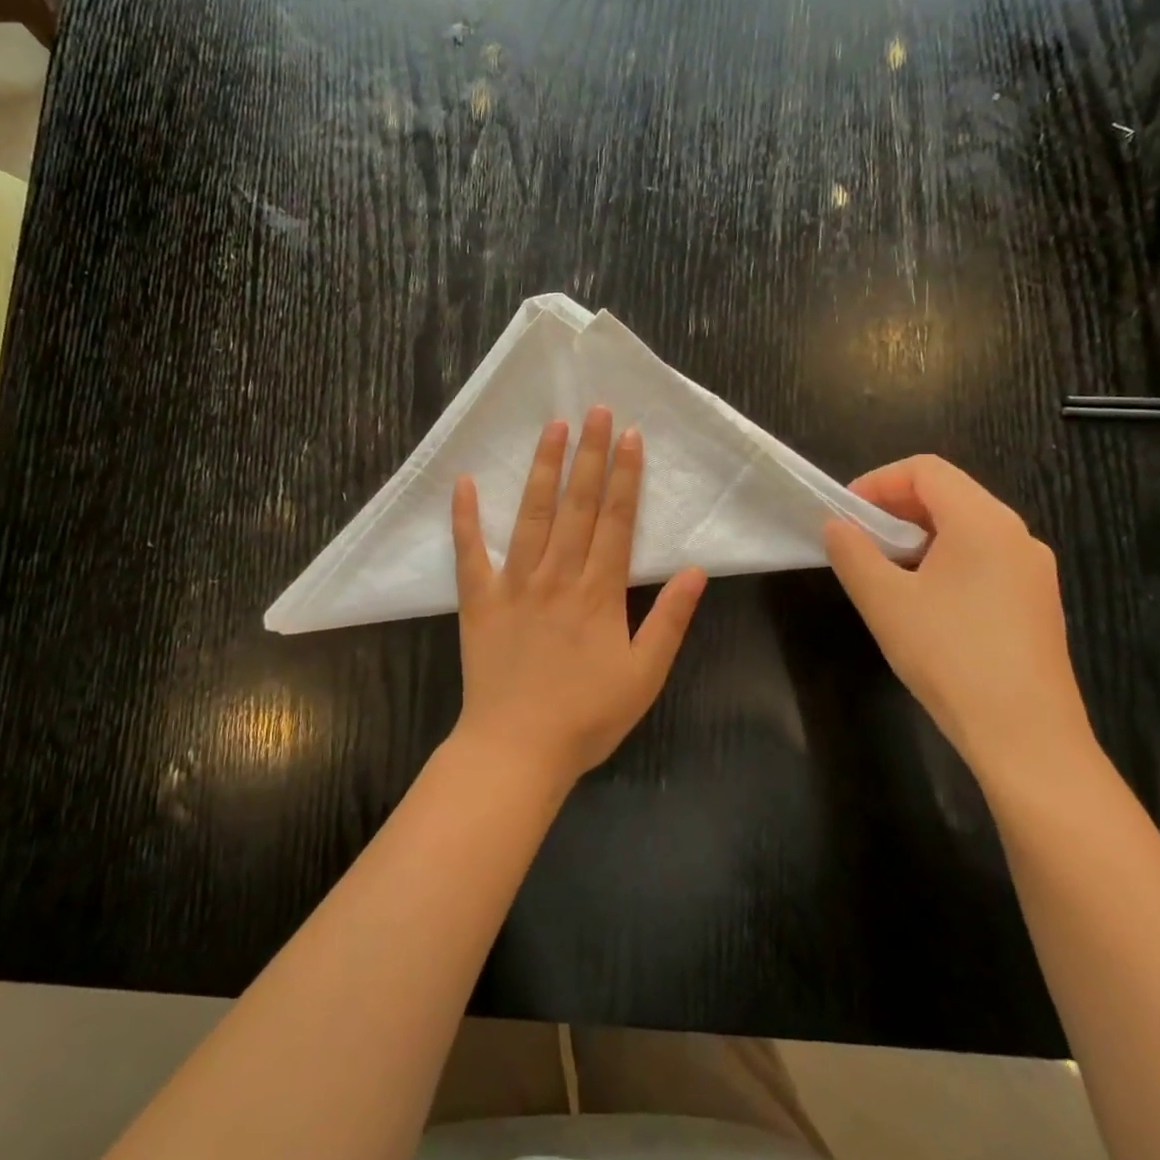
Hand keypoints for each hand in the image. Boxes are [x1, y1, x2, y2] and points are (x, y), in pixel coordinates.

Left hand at [451, 406, 706, 786]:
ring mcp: (514, 584)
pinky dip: (465, 517)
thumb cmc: (586, 716)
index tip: (631, 436)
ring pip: (531, 515)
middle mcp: (557, 575)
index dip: (627, 476)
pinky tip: (463, 482)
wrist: (517, 749)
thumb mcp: (644, 675)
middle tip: (595, 410)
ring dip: (542, 469)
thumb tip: (695, 571)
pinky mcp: (478, 600)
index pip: (618, 520)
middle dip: (590, 455)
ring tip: (551, 428)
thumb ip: (670, 621)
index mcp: (599, 591)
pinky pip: (470, 552)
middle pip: (578, 505)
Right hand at [823, 455, 1096, 785]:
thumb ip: (852, 552)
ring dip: (918, 536)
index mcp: (983, 522)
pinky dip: (944, 560)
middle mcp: (1016, 535)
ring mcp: (1032, 570)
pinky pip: (984, 559)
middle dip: (895, 509)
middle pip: (949, 494)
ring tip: (884, 572)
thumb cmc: (948, 656)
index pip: (926, 470)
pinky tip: (923, 601)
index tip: (845, 515)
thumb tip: (836, 525)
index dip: (877, 481)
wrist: (1025, 736)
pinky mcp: (1036, 602)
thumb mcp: (884, 600)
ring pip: (967, 528)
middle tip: (857, 541)